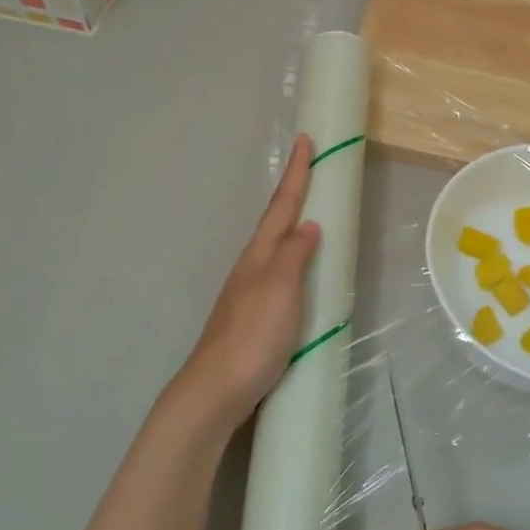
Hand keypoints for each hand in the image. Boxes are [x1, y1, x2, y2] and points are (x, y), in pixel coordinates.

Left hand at [167, 134, 320, 433]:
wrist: (217, 388)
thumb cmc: (253, 335)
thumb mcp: (280, 288)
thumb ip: (295, 255)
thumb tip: (309, 226)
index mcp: (260, 255)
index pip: (283, 206)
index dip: (297, 173)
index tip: (305, 140)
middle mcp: (253, 266)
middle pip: (276, 222)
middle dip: (293, 194)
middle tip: (311, 170)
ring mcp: (250, 292)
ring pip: (275, 247)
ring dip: (292, 225)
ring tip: (310, 213)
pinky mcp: (254, 316)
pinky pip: (279, 273)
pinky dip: (293, 258)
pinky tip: (299, 271)